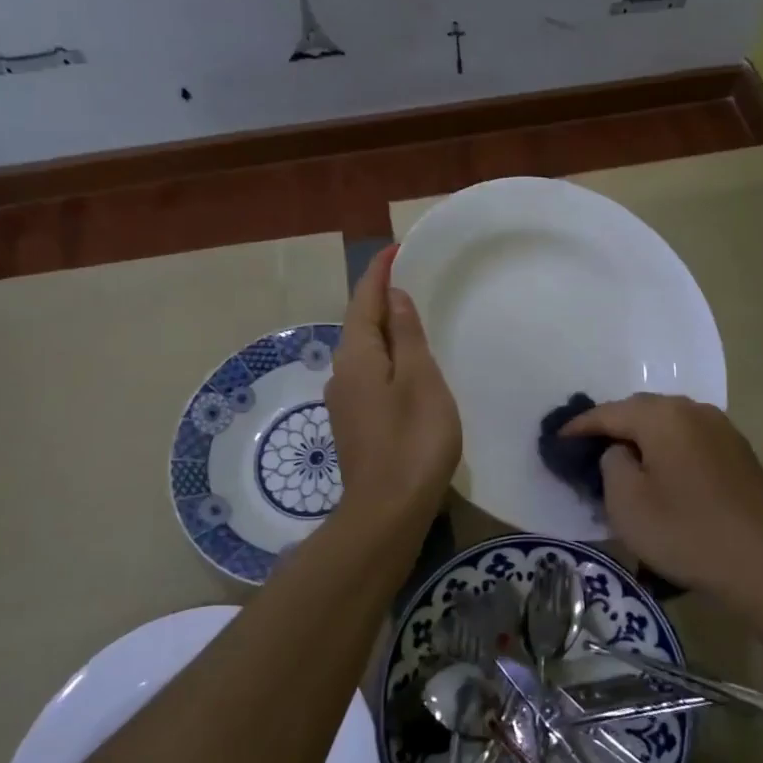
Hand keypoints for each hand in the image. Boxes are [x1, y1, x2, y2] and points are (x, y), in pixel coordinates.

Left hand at [325, 246, 460, 528]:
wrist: (387, 512)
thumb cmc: (413, 440)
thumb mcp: (420, 379)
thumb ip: (406, 335)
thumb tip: (392, 297)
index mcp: (358, 356)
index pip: (365, 301)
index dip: (379, 273)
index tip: (395, 250)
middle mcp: (342, 373)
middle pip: (360, 324)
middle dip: (379, 298)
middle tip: (408, 278)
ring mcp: (345, 401)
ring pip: (364, 351)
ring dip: (383, 328)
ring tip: (411, 316)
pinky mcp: (355, 424)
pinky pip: (369, 374)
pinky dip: (386, 356)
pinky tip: (405, 365)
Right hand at [563, 394, 762, 605]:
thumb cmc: (686, 532)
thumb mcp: (627, 502)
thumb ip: (610, 463)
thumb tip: (619, 451)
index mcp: (662, 416)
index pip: (608, 412)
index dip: (579, 426)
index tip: (558, 441)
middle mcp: (692, 409)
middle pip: (640, 410)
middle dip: (612, 427)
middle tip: (589, 452)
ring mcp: (720, 427)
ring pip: (667, 423)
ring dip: (643, 438)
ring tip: (625, 463)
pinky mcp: (738, 450)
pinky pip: (690, 438)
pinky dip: (669, 448)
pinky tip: (664, 473)